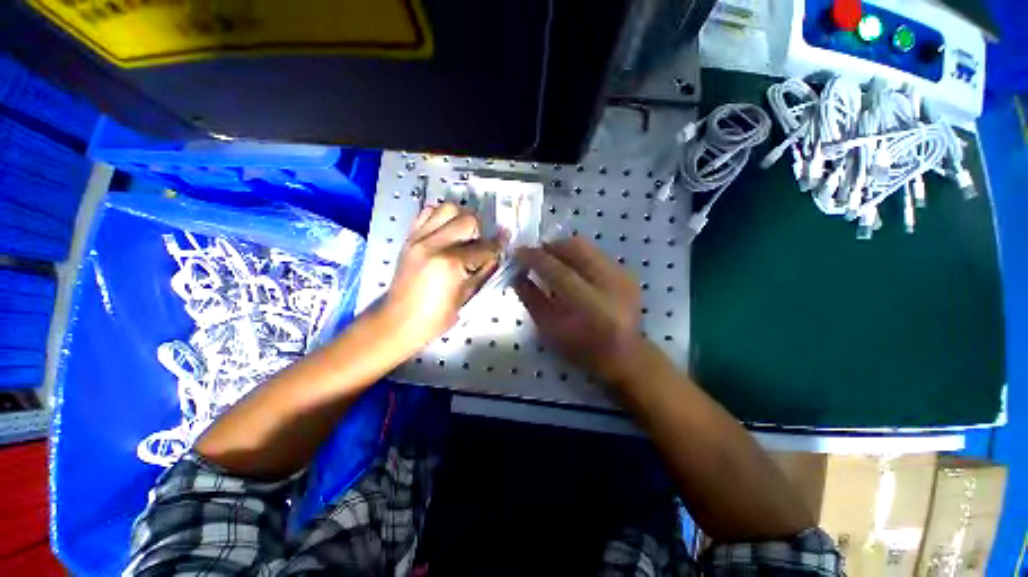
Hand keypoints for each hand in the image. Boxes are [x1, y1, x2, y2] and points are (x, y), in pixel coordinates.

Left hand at [382, 203, 505, 352]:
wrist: (398, 321)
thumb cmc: (435, 317)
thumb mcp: (466, 296)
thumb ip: (484, 271)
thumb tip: (497, 255)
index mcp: (450, 263)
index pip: (484, 247)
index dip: (497, 248)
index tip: (502, 246)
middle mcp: (433, 244)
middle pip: (468, 220)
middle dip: (480, 231)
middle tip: (479, 245)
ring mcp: (418, 238)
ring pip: (447, 209)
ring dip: (461, 219)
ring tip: (463, 235)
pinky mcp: (409, 238)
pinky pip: (427, 213)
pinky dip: (441, 217)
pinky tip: (446, 232)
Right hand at [513, 237, 643, 384]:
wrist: (623, 354)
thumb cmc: (580, 347)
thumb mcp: (548, 328)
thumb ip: (531, 298)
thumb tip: (517, 274)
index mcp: (589, 305)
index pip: (558, 270)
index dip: (535, 258)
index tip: (518, 253)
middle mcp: (610, 283)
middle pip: (576, 248)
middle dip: (551, 246)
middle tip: (536, 255)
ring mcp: (622, 275)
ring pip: (587, 246)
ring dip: (564, 249)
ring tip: (553, 260)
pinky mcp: (627, 273)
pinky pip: (596, 253)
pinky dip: (578, 256)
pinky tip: (573, 269)